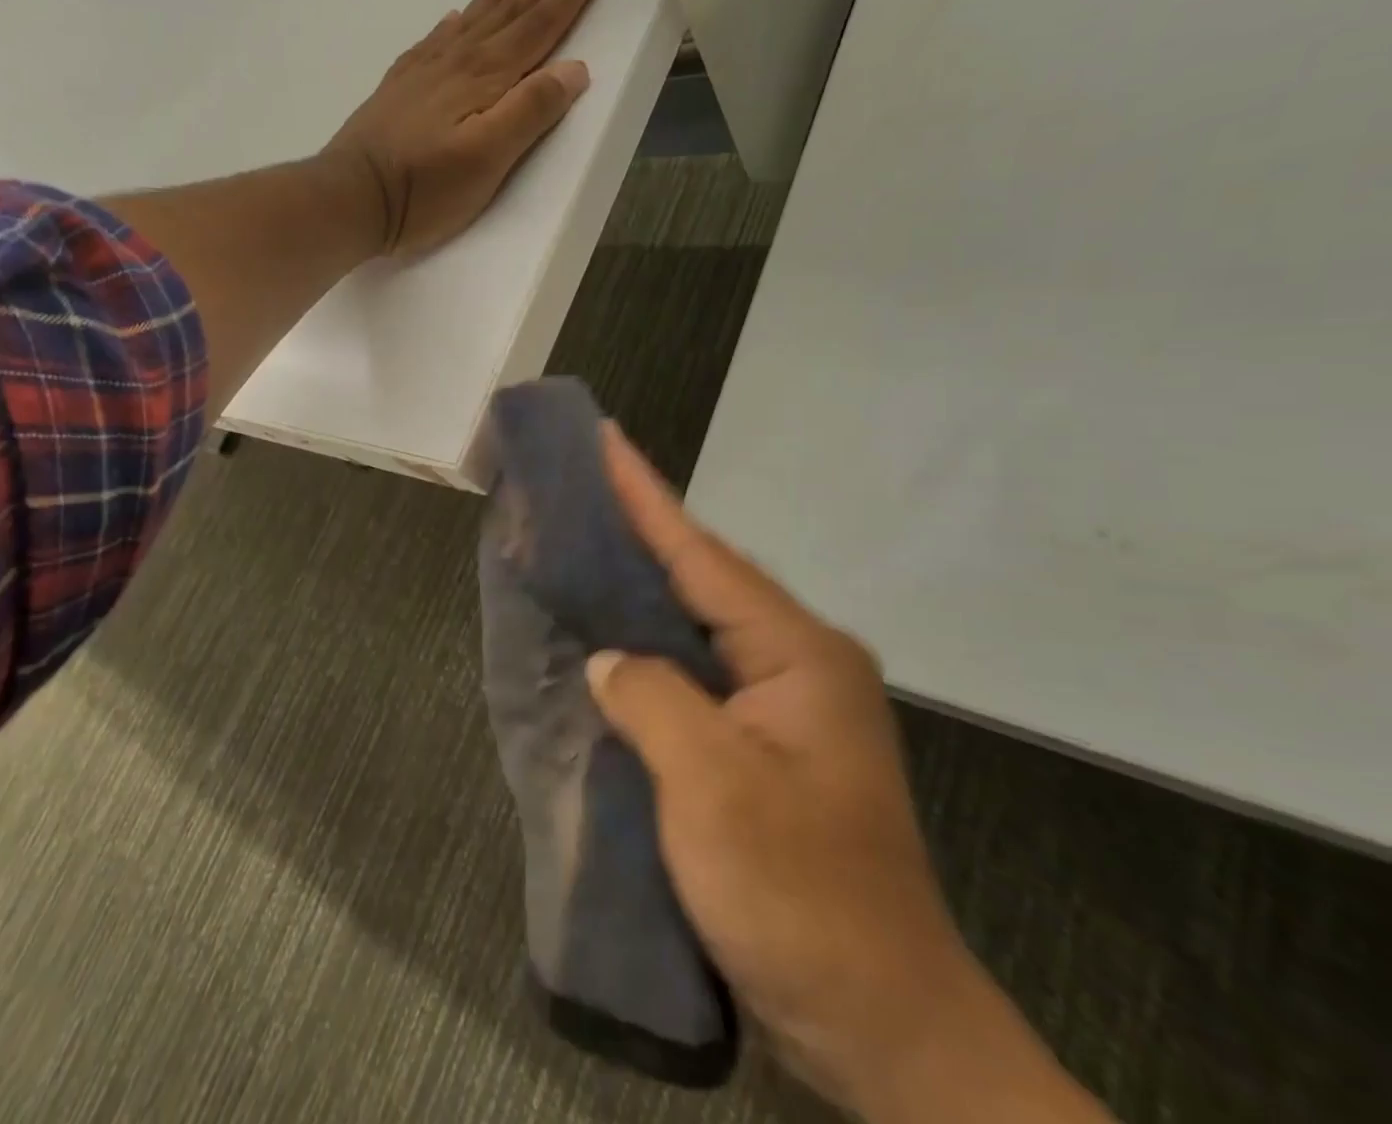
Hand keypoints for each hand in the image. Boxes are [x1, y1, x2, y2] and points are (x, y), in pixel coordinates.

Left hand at [321, 0, 608, 257]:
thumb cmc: (423, 189)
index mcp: (485, 79)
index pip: (537, 28)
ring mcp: (423, 74)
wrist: (350, 197)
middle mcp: (456, 64)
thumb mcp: (487, 160)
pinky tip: (453, 18)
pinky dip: (451, 24)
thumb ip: (530, 112)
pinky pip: (433, 41)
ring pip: (471, 21)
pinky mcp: (398, 89)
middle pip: (507, 14)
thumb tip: (573, 68)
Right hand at [586, 427, 1112, 1123]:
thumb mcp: (714, 789)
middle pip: (702, 576)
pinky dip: (649, 646)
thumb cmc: (801, 900)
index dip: (645, 495)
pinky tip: (612, 636)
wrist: (883, 1028)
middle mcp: (797, 663)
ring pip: (696, 622)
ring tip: (584, 542)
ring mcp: (783, 706)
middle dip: (640, 528)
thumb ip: (651, 699)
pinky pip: (693, 670)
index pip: (701, 554)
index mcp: (798, 655)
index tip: (606, 438)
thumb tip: (611, 661)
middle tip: (582, 484)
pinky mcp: (762, 744)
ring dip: (642, 584)